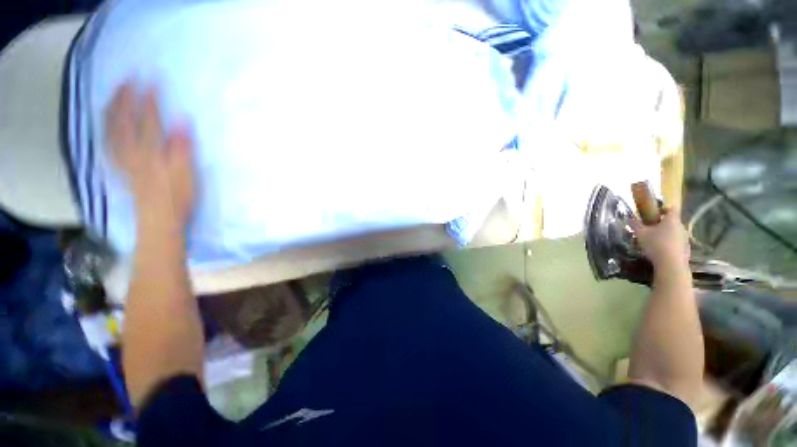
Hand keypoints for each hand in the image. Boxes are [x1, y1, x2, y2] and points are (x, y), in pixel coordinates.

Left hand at [106, 83, 194, 228]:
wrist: (159, 221)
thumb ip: (182, 148)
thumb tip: (182, 121)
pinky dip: (106, 129)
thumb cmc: (177, 198)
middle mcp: (132, 153)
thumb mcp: (186, 174)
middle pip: (124, 122)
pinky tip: (106, 122)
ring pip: (111, 131)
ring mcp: (124, 161)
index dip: (149, 100)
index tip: (151, 81)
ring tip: (114, 94)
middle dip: (125, 99)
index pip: (149, 121)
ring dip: (111, 109)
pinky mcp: (122, 168)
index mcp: (151, 153)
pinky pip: (108, 144)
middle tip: (128, 79)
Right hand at [631, 208, 689, 271]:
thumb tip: (629, 217)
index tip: (655, 212)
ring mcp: (686, 238)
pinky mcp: (686, 249)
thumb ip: (635, 224)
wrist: (671, 264)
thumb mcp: (640, 233)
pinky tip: (661, 250)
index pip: (671, 209)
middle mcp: (681, 227)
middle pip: (673, 221)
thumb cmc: (656, 244)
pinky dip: (670, 243)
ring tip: (655, 240)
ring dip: (666, 234)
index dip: (664, 208)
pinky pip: (677, 242)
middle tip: (651, 228)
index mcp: (672, 220)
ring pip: (675, 232)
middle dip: (663, 223)